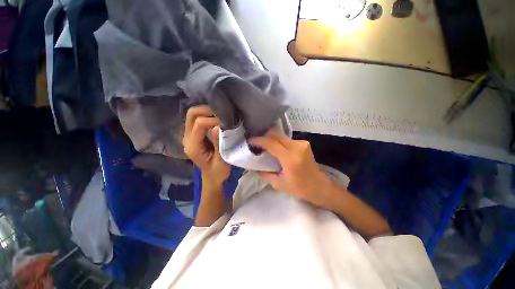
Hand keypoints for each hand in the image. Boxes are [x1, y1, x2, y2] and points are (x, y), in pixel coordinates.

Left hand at [183, 106, 230, 186]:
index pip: (198, 124)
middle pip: (191, 114)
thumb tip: (218, 126)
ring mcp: (189, 135)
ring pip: (193, 114)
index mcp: (193, 146)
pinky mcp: (194, 134)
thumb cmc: (218, 172)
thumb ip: (219, 144)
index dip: (213, 120)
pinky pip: (197, 118)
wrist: (212, 177)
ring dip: (207, 111)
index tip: (226, 122)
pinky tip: (217, 117)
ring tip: (221, 114)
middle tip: (222, 113)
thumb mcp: (221, 161)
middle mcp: (187, 138)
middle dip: (207, 110)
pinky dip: (207, 114)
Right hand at [250, 129, 332, 207]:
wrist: (319, 186)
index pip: (271, 143)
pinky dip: (279, 141)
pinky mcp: (304, 143)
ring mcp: (302, 143)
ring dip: (272, 138)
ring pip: (281, 135)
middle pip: (276, 134)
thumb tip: (253, 167)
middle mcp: (297, 147)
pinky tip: (276, 148)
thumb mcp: (279, 184)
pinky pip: (287, 139)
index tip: (250, 140)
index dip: (259, 140)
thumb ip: (265, 174)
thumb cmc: (299, 188)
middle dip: (264, 135)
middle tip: (256, 140)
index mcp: (290, 159)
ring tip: (265, 144)